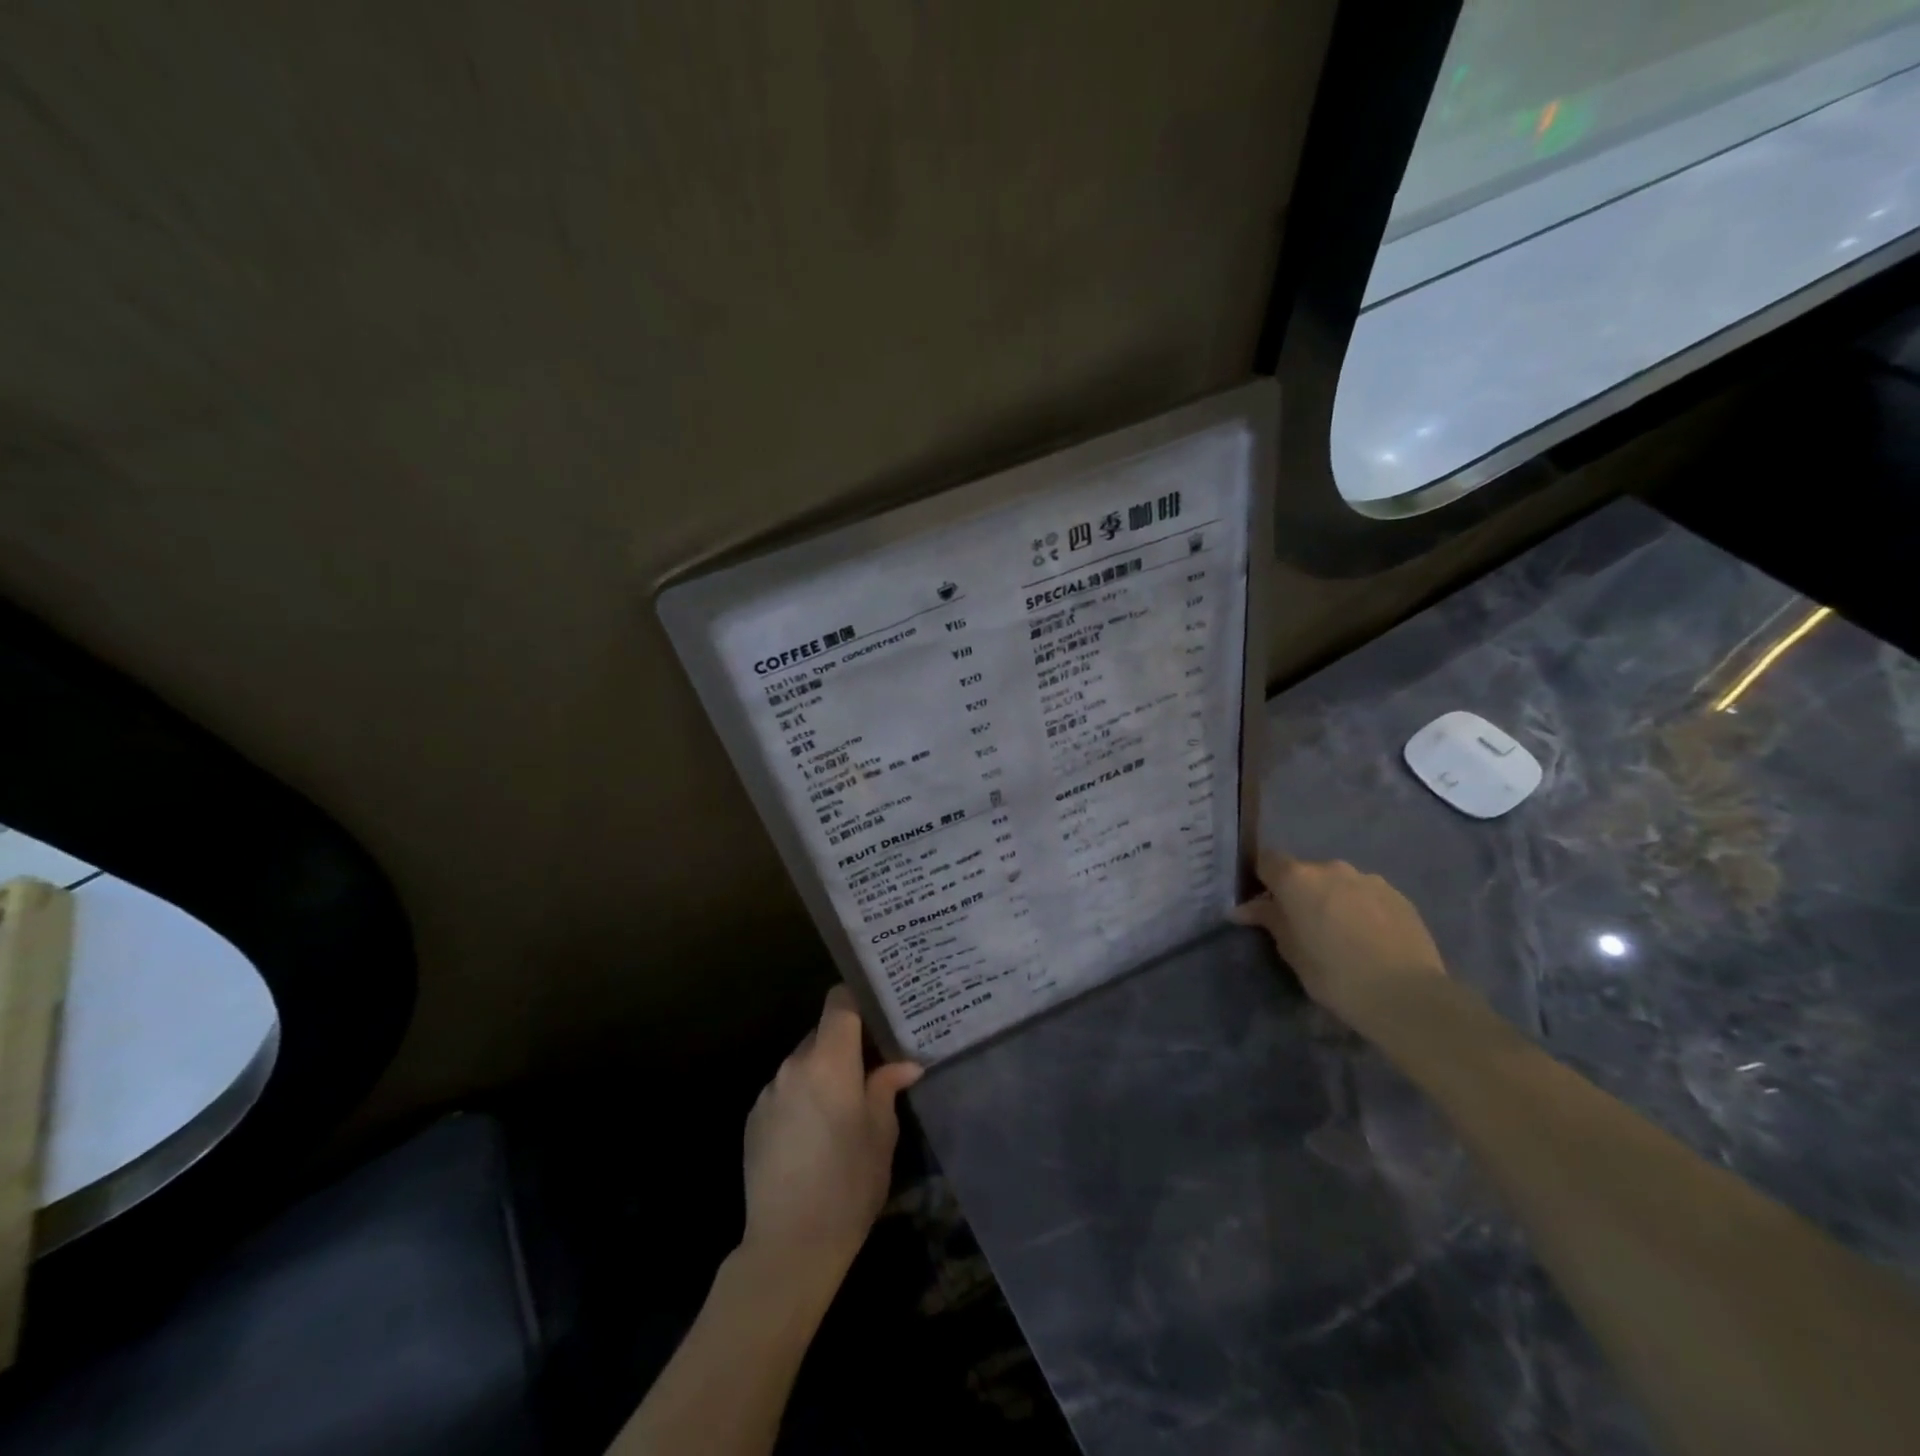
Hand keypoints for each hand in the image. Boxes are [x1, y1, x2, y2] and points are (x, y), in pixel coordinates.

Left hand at [741, 986, 921, 1281]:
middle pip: (822, 1033)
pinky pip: (785, 1090)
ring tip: (843, 1108)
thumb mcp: (881, 1134)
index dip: (859, 999)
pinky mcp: (753, 1118)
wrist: (789, 1246)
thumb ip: (887, 1087)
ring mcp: (769, 1091)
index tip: (879, 1012)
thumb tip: (905, 1064)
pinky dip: (802, 1097)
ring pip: (803, 1063)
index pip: (840, 1002)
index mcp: (829, 1061)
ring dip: (823, 1073)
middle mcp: (794, 1065)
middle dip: (846, 1045)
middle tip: (872, 1067)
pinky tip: (814, 1135)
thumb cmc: (848, 1183)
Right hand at [1231, 851, 1447, 1033]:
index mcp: (1298, 879)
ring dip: (1333, 899)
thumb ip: (1270, 921)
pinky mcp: (1398, 895)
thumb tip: (1245, 909)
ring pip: (1339, 883)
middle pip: (1305, 872)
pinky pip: (1367, 895)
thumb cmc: (1335, 975)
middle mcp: (1332, 868)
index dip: (1263, 879)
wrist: (1407, 995)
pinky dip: (1361, 909)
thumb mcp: (1292, 952)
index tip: (1265, 905)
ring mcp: (1369, 879)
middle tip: (1304, 926)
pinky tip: (1369, 939)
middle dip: (1300, 893)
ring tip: (1342, 934)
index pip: (1267, 860)